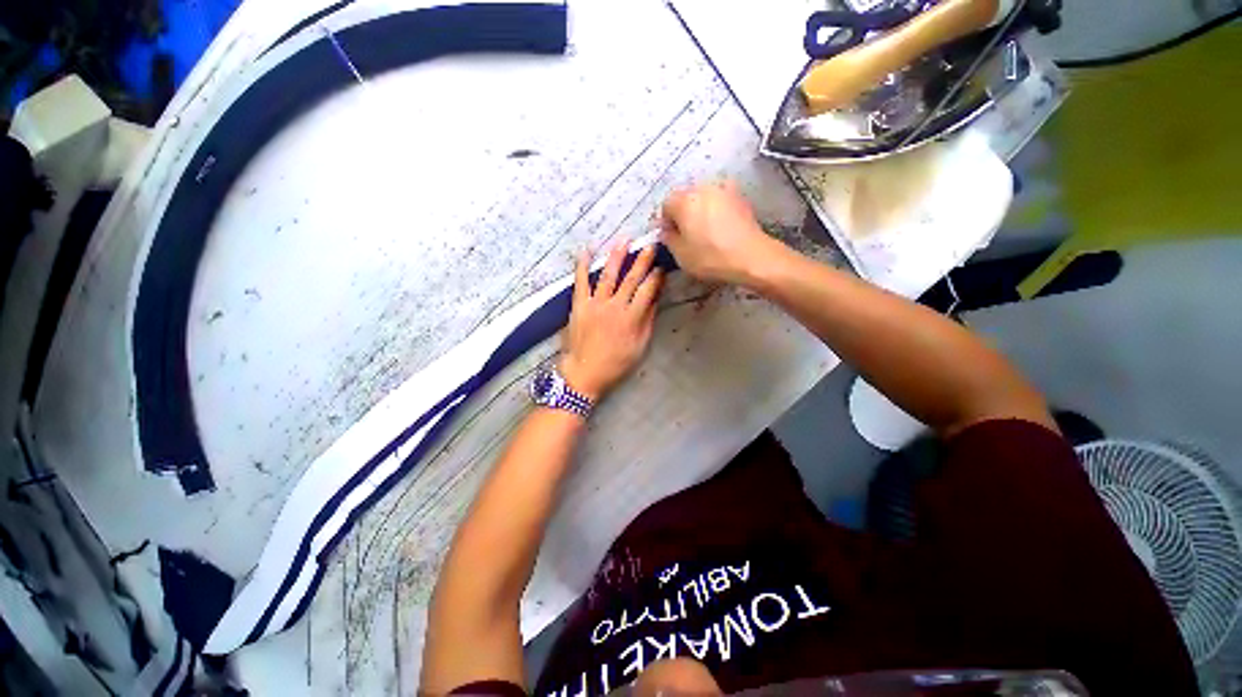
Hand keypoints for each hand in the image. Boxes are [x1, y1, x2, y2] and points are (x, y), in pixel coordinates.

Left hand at [560, 241, 663, 399]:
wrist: (584, 373)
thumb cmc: (616, 364)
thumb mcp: (639, 347)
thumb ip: (647, 321)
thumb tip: (655, 299)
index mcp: (631, 318)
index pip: (647, 291)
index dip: (656, 277)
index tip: (661, 266)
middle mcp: (614, 306)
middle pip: (631, 279)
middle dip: (642, 261)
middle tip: (650, 245)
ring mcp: (595, 304)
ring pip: (608, 276)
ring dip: (617, 257)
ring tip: (624, 240)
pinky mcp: (579, 305)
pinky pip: (581, 282)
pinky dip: (583, 266)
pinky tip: (587, 250)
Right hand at [660, 181, 784, 285]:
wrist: (750, 257)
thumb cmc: (710, 257)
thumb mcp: (680, 254)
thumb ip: (668, 238)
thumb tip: (667, 231)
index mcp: (684, 200)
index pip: (666, 205)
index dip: (666, 222)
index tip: (671, 238)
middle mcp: (702, 188)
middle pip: (685, 198)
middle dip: (683, 214)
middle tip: (687, 236)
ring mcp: (723, 189)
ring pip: (703, 198)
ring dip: (700, 210)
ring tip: (705, 232)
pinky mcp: (740, 197)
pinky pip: (720, 201)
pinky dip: (717, 210)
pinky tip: (721, 227)